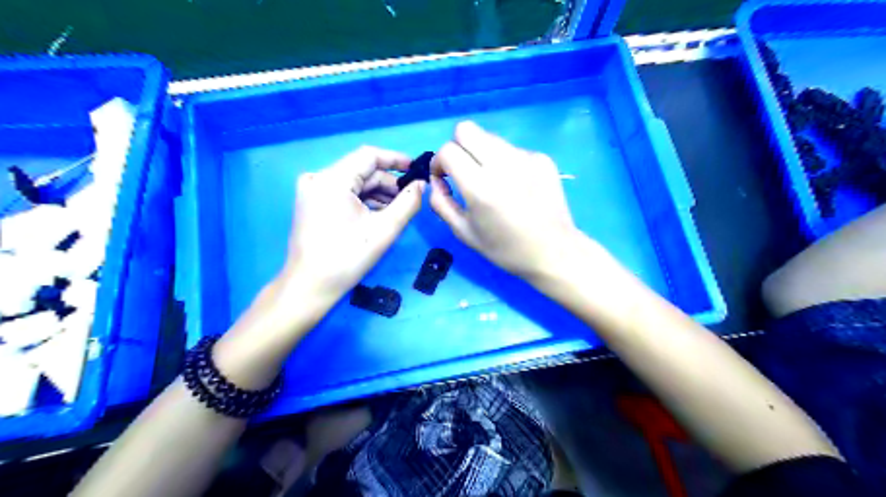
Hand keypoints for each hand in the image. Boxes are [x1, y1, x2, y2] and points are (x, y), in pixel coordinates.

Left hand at [279, 145, 425, 299]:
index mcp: (332, 179)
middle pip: (361, 170)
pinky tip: (378, 215)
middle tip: (410, 197)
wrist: (310, 287)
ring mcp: (311, 191)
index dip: (396, 159)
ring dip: (377, 193)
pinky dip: (362, 201)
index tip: (417, 169)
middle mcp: (318, 178)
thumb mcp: (385, 229)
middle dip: (388, 183)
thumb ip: (408, 202)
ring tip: (398, 210)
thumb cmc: (347, 258)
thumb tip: (422, 184)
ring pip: (353, 183)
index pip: (369, 155)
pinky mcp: (311, 203)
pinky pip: (342, 193)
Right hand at [429, 121, 581, 278]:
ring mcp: (525, 157)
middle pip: (466, 129)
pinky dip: (505, 162)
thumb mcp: (464, 233)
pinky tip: (516, 185)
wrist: (553, 251)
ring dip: (481, 153)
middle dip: (457, 146)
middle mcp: (502, 164)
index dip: (439, 162)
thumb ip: (441, 203)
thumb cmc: (505, 248)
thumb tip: (437, 180)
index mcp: (480, 186)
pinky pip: (512, 149)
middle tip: (463, 170)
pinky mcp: (542, 158)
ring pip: (490, 137)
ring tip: (492, 180)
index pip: (448, 150)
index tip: (444, 177)